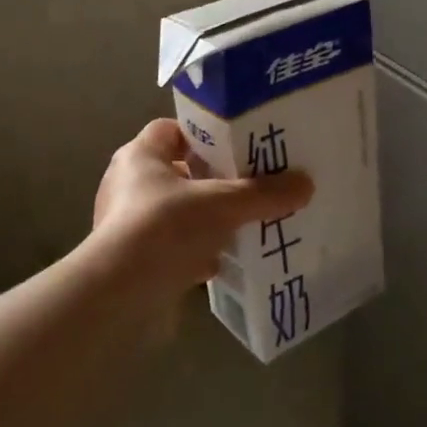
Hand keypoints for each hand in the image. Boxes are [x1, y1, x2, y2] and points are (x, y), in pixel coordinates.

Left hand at [90, 119, 312, 299]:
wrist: (120, 295)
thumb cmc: (165, 228)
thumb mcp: (224, 204)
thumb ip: (264, 193)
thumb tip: (306, 184)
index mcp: (139, 156)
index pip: (171, 130)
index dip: (204, 135)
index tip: (238, 147)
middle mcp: (128, 185)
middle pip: (178, 172)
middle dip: (213, 180)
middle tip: (250, 185)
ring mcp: (127, 224)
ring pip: (177, 213)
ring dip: (206, 219)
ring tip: (243, 224)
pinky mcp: (133, 260)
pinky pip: (171, 247)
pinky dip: (195, 252)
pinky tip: (222, 262)